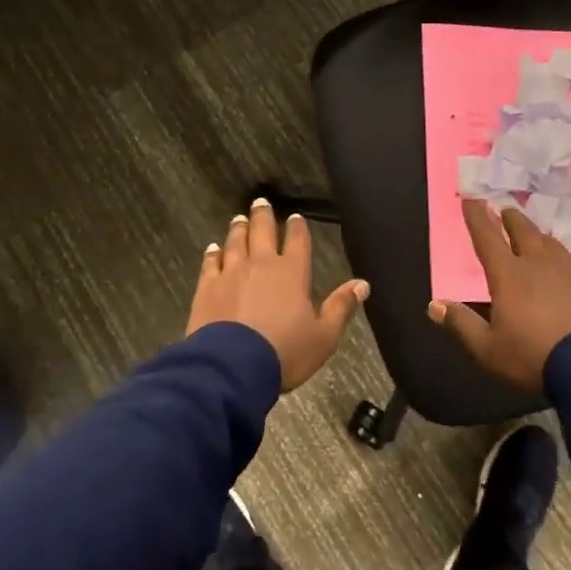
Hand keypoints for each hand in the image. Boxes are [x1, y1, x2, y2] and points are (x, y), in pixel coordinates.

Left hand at [187, 198, 368, 391]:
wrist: (232, 367)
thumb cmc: (284, 352)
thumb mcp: (324, 336)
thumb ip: (341, 307)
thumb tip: (363, 284)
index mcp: (293, 272)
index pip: (297, 241)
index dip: (297, 227)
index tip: (295, 218)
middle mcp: (261, 264)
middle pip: (262, 231)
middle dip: (263, 216)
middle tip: (260, 202)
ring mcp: (231, 273)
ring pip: (236, 242)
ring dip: (239, 229)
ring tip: (240, 219)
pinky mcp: (207, 287)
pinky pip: (211, 263)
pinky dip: (213, 253)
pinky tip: (213, 248)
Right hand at [428, 198, 570, 394]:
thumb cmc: (533, 357)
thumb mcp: (488, 349)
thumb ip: (461, 324)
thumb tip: (434, 305)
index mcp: (508, 275)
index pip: (487, 238)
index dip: (477, 217)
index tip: (471, 199)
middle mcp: (538, 264)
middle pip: (523, 231)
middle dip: (511, 218)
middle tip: (506, 211)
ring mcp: (568, 270)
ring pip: (550, 242)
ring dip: (537, 234)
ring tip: (533, 234)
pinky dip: (563, 254)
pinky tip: (566, 261)